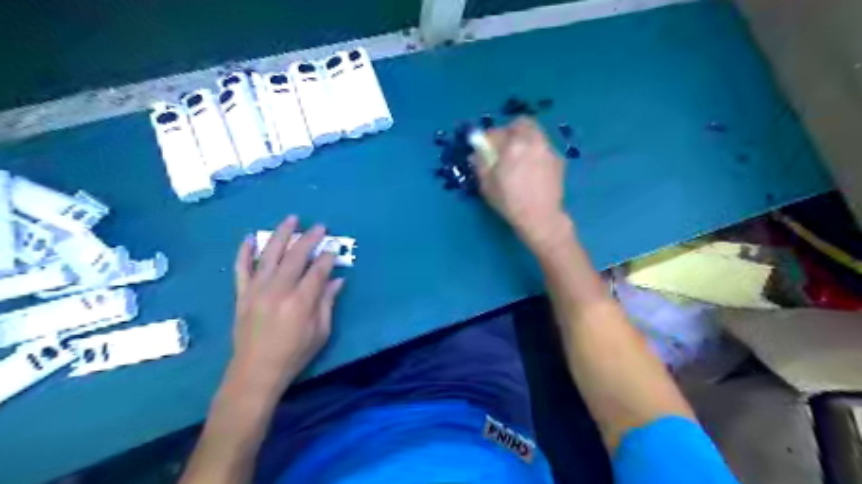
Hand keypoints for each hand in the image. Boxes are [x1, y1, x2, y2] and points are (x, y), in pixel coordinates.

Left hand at [232, 215, 345, 401]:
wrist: (255, 372)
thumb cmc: (293, 354)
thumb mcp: (320, 332)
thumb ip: (327, 303)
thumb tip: (337, 280)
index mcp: (300, 302)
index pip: (318, 270)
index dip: (328, 257)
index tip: (334, 248)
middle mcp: (278, 290)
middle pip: (296, 256)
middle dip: (310, 239)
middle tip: (320, 227)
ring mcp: (256, 290)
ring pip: (270, 254)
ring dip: (282, 234)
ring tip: (292, 219)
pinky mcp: (241, 294)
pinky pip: (241, 268)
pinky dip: (245, 251)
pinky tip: (251, 237)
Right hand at [470, 118, 569, 249]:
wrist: (541, 217)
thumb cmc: (510, 202)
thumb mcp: (487, 185)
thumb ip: (480, 164)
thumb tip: (476, 153)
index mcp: (512, 146)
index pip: (497, 132)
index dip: (489, 138)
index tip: (486, 146)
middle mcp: (532, 141)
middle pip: (522, 123)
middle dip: (511, 130)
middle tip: (505, 146)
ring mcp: (548, 149)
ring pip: (535, 133)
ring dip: (525, 139)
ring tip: (520, 157)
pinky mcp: (558, 160)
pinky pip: (544, 147)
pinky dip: (536, 151)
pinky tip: (533, 169)